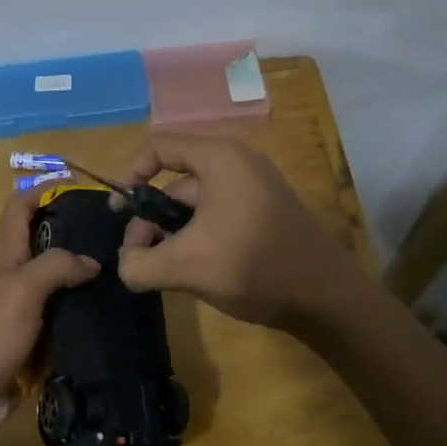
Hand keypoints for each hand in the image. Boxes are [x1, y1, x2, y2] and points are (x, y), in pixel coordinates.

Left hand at [0, 190, 98, 445]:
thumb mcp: (20, 291)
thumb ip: (55, 267)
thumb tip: (92, 261)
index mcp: (5, 258)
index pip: (20, 208)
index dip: (44, 189)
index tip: (82, 185)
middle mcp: (14, 281)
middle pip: (47, 247)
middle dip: (79, 237)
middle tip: (123, 238)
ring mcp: (23, 317)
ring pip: (60, 289)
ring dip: (87, 283)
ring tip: (129, 278)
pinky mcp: (32, 350)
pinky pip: (63, 327)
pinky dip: (85, 322)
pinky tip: (115, 322)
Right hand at [115, 133, 359, 329]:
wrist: (327, 298)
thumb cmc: (253, 265)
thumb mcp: (186, 266)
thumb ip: (140, 264)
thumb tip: (125, 266)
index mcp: (219, 159)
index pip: (159, 147)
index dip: (131, 174)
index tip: (119, 211)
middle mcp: (237, 164)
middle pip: (175, 181)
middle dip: (150, 218)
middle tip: (139, 257)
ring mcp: (254, 189)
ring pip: (195, 204)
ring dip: (172, 233)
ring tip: (164, 271)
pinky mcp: (264, 213)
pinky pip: (217, 216)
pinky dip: (197, 237)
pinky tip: (193, 271)